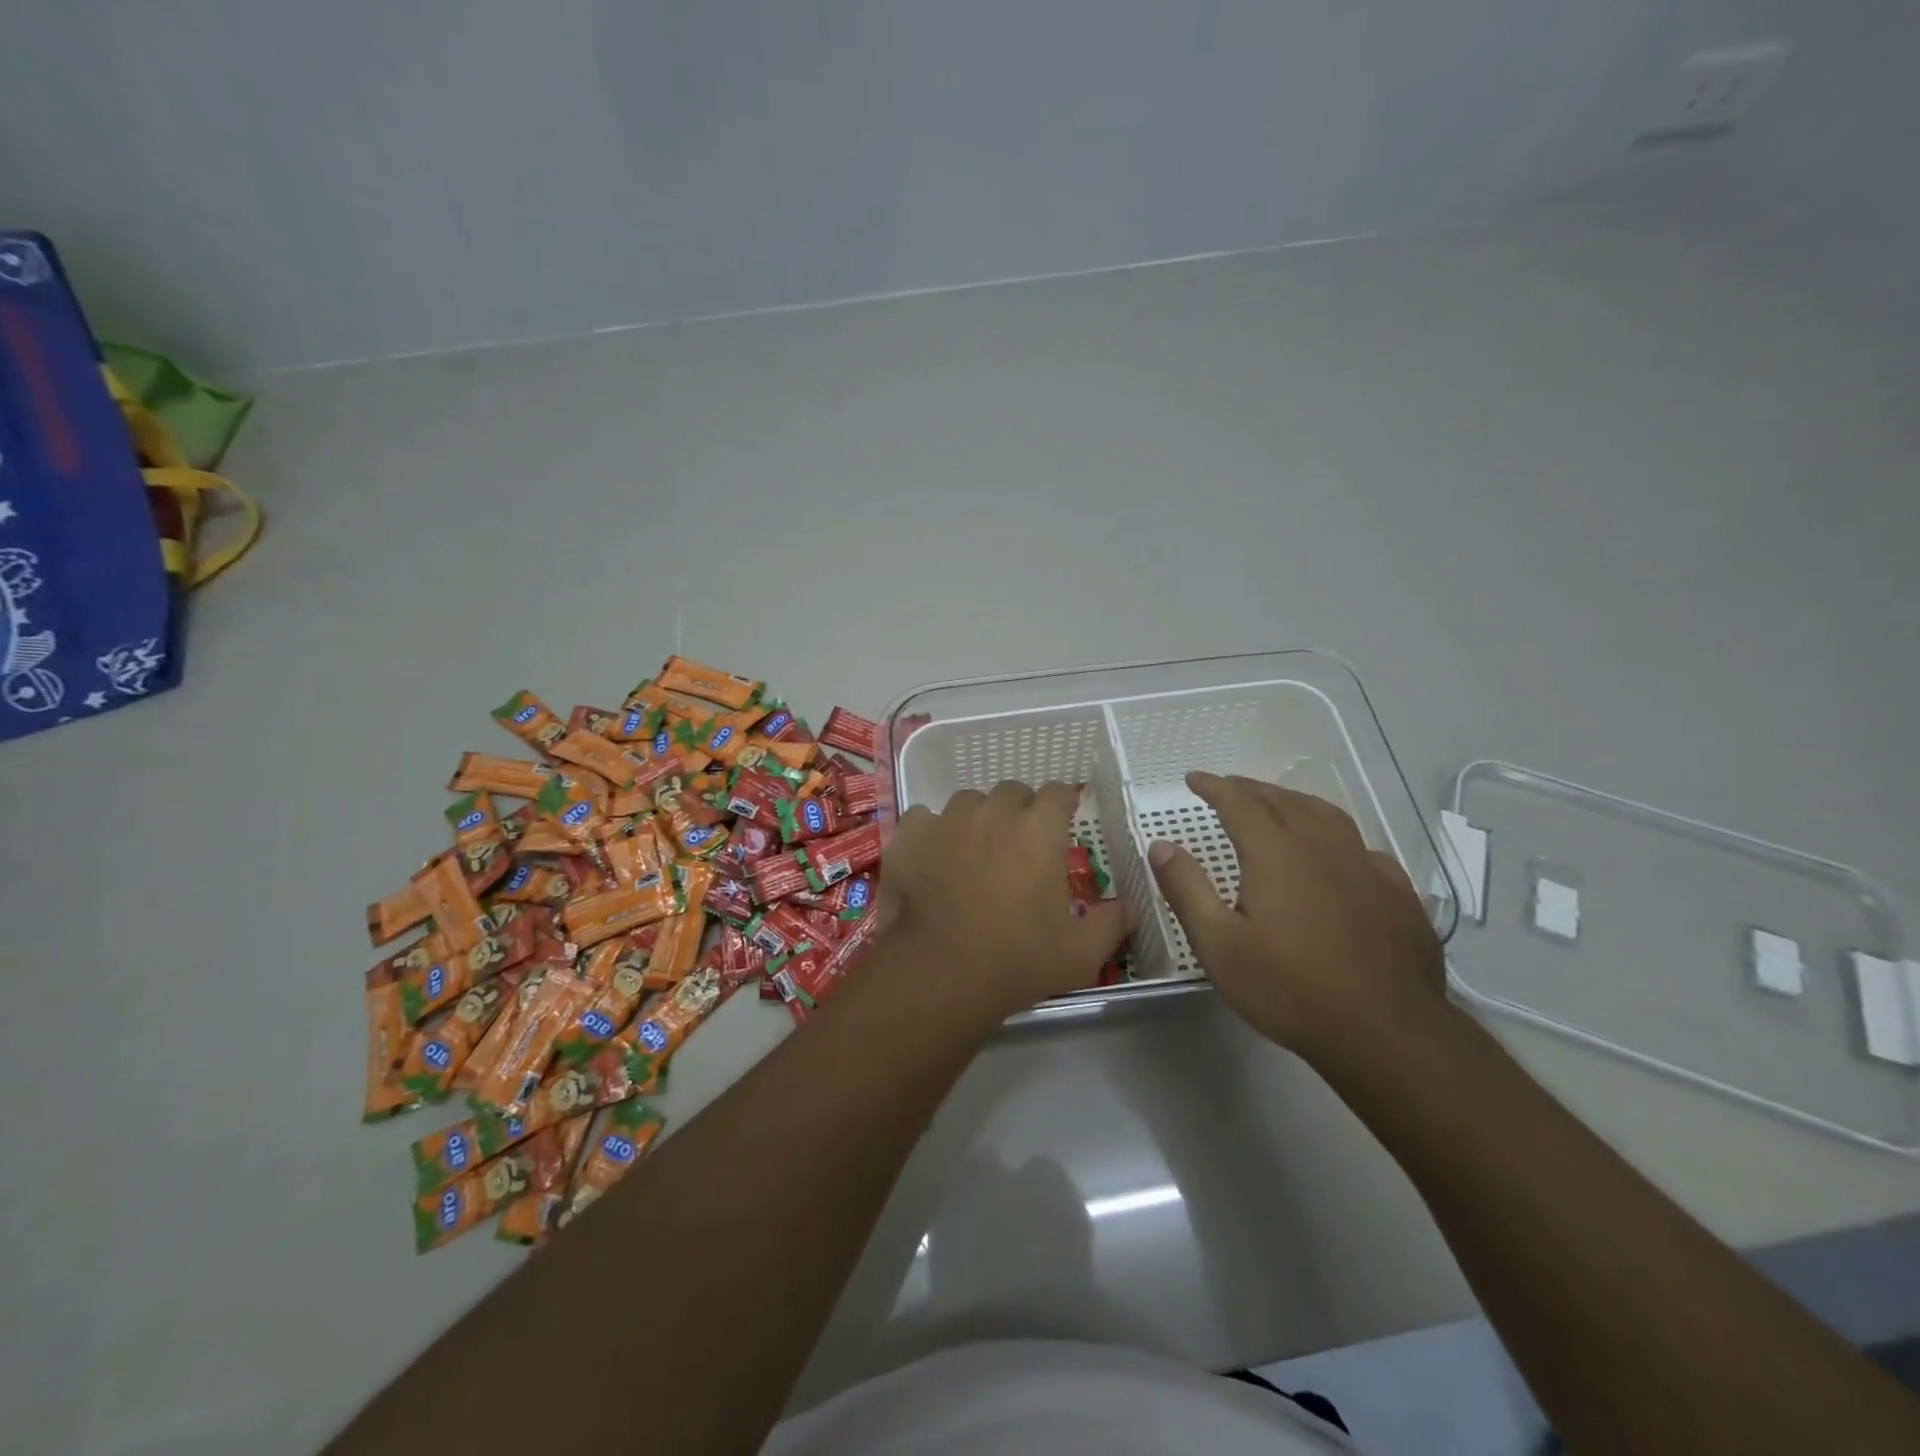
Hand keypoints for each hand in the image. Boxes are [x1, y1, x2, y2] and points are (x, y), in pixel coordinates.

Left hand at [880, 782, 1128, 1025]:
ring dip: (977, 818)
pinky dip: (932, 832)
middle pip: (1012, 792)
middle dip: (1020, 810)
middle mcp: (994, 812)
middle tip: (1020, 843)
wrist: (939, 973)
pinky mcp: (910, 835)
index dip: (1064, 802)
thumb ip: (1112, 923)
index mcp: (1039, 829)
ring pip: (968, 802)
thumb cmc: (1017, 961)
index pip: (1059, 792)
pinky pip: (925, 818)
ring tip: (974, 850)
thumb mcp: (1081, 954)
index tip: (1064, 816)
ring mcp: (947, 819)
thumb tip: (1130, 907)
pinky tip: (933, 858)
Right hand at [1147, 772, 1445, 1060]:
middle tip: (1227, 787)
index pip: (1239, 803)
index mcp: (1275, 853)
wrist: (1386, 1032)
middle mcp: (1321, 846)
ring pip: (1326, 815)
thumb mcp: (1218, 945)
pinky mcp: (1397, 893)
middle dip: (1250, 789)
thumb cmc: (1289, 989)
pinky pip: (1361, 846)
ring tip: (1277, 804)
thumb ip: (1187, 889)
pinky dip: (1336, 835)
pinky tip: (1336, 853)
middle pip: (1282, 801)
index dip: (1214, 787)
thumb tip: (1161, 845)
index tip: (1193, 779)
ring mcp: (1365, 867)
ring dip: (1293, 801)